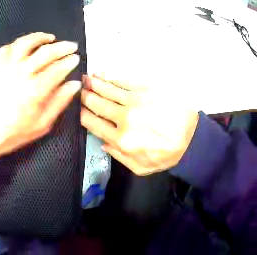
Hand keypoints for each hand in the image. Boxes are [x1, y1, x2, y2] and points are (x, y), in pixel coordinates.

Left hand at [0, 32, 80, 160]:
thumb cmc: (10, 133)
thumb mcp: (41, 124)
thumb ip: (59, 102)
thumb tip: (74, 85)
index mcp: (36, 89)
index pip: (58, 68)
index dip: (70, 61)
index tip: (77, 58)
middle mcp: (22, 72)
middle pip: (46, 52)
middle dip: (62, 47)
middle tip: (72, 46)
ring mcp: (6, 66)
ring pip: (26, 43)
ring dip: (40, 37)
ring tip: (50, 38)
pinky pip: (8, 48)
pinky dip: (19, 43)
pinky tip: (26, 44)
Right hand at [80, 73, 198, 175]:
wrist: (190, 136)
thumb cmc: (166, 154)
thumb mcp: (141, 168)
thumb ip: (119, 157)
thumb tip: (103, 143)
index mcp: (121, 140)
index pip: (93, 123)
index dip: (82, 115)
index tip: (78, 109)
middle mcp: (124, 118)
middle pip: (97, 103)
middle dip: (85, 96)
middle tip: (78, 90)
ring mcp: (135, 100)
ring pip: (107, 89)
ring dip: (93, 83)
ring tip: (86, 79)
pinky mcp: (145, 87)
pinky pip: (122, 79)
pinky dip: (109, 76)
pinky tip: (101, 73)